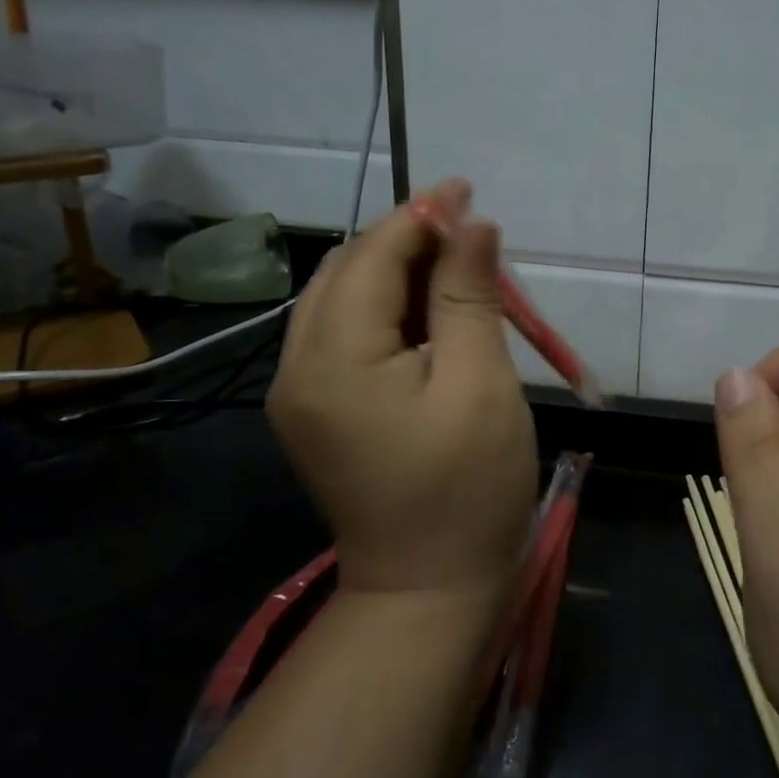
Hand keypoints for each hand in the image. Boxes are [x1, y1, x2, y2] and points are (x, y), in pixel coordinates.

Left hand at [266, 178, 537, 601]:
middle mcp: (298, 367)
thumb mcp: (480, 383)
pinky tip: (431, 316)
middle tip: (470, 235)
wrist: (428, 588)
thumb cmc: (468, 487)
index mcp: (333, 359)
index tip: (466, 189)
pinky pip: (346, 335)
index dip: (420, 217)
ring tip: (459, 271)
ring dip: (398, 273)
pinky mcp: (317, 410)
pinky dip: (388, 311)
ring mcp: (300, 392)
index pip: (371, 257)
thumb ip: (468, 296)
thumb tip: (472, 223)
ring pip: (343, 300)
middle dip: (407, 241)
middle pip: (347, 272)